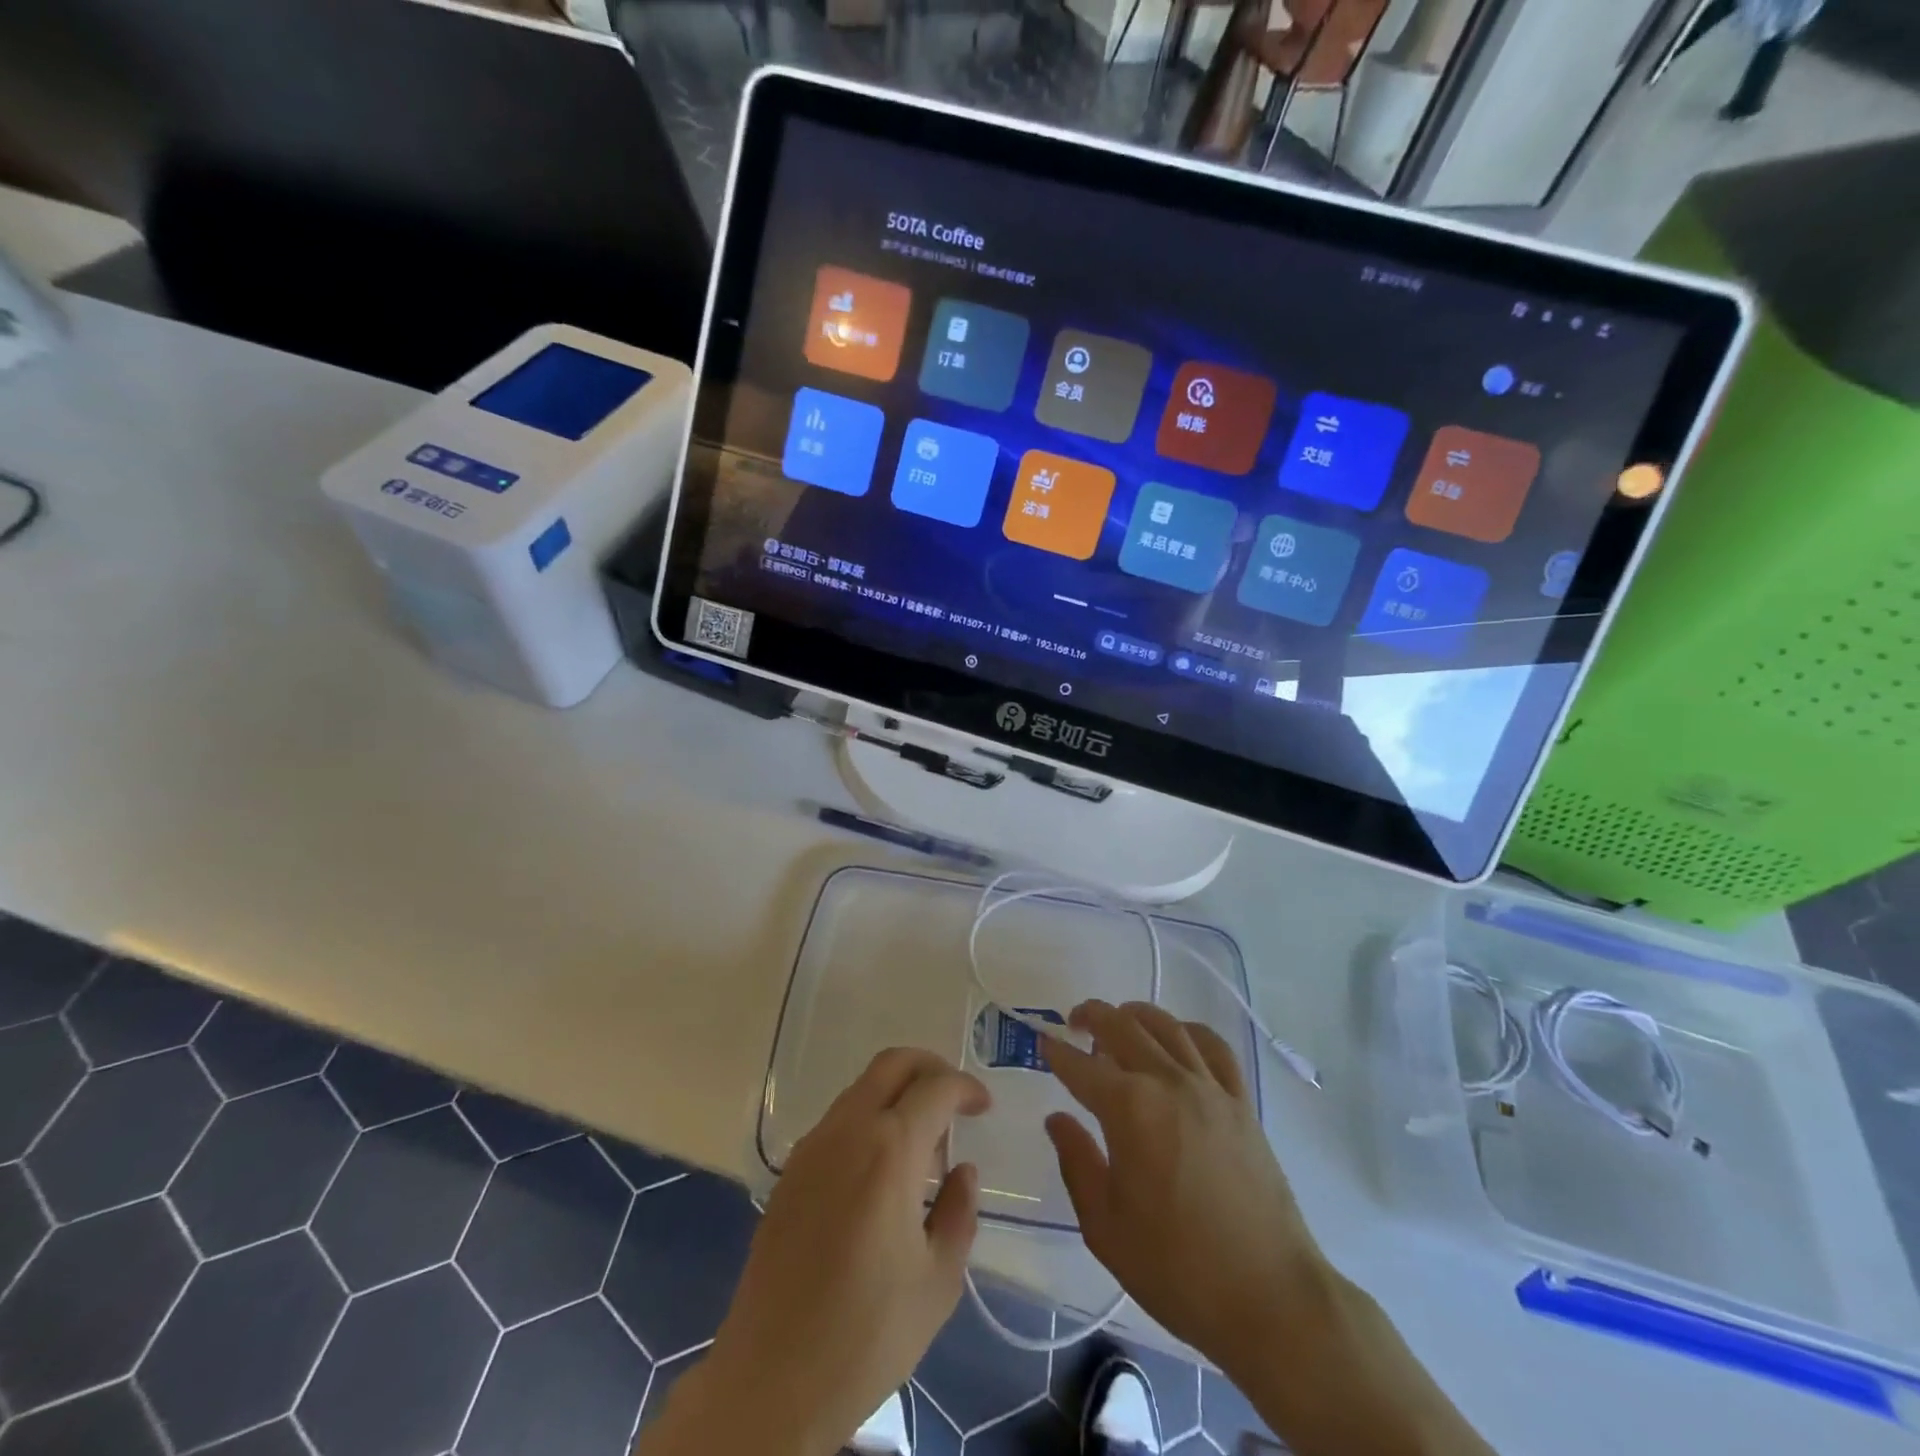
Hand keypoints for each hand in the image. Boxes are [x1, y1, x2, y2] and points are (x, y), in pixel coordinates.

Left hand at [645, 1049, 989, 1455]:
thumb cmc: (867, 1333)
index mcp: (890, 1149)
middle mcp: (848, 1130)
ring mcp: (812, 1146)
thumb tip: (962, 1169)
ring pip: (861, 1088)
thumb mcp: (938, 1281)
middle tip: (954, 1099)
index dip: (966, 1087)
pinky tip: (881, 1170)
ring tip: (922, 1145)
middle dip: (929, 1067)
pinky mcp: (791, 1171)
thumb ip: (959, 1212)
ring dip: (897, 1094)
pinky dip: (869, 1119)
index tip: (983, 1106)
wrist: (772, 1377)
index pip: (935, 1087)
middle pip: (892, 1064)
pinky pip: (838, 1120)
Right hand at [1042, 1000, 1324, 1372]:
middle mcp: (1167, 1082)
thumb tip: (1057, 1119)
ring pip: (1167, 1026)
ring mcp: (1209, 1088)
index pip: (1081, 1066)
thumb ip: (1077, 1163)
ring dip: (1136, 1014)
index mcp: (1128, 1109)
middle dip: (1093, 1017)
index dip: (1057, 1052)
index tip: (1042, 1043)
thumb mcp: (1105, 1227)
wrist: (1269, 1297)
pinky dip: (1189, 1030)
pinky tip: (1177, 1038)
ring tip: (1119, 1020)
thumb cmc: (1177, 1268)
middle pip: (1123, 1027)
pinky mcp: (1241, 1102)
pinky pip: (1213, 1047)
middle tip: (1074, 1022)